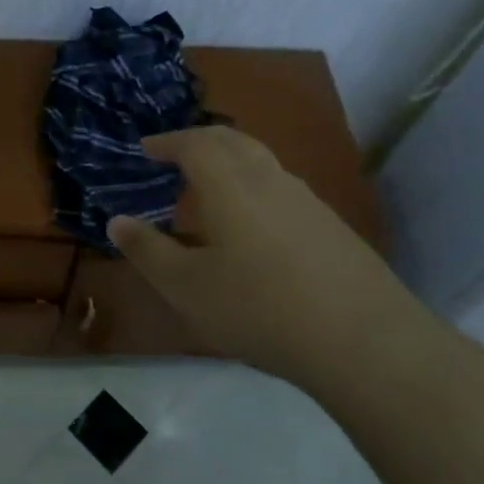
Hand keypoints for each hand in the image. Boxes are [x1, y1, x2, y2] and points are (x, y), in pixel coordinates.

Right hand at [107, 126, 422, 386]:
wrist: (366, 343)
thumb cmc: (260, 308)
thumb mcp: (186, 287)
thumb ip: (148, 250)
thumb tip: (117, 220)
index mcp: (230, 185)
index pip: (194, 143)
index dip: (167, 142)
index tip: (146, 148)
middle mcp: (270, 180)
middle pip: (233, 140)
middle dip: (200, 141)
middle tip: (176, 155)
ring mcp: (308, 202)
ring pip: (262, 163)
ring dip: (230, 162)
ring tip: (210, 188)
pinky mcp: (333, 229)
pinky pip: (282, 189)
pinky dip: (255, 188)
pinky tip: (253, 226)